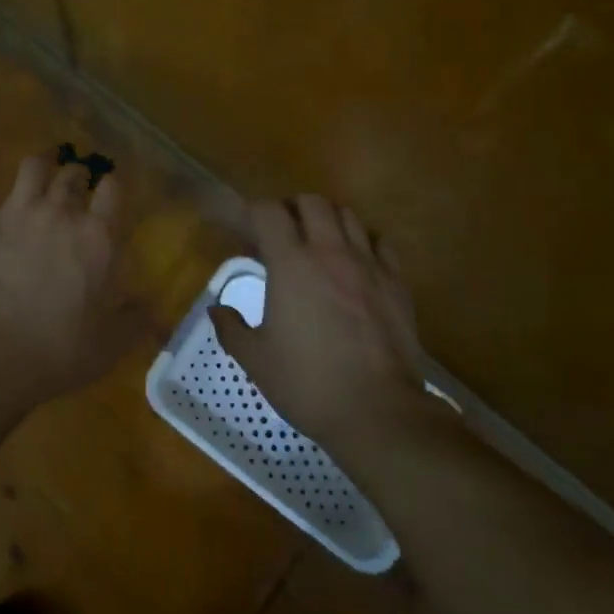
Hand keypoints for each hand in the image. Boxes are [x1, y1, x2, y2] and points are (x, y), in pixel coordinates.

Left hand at [0, 149, 126, 404]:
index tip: (111, 191)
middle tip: (76, 185)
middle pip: (73, 175)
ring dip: (40, 162)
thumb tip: (152, 307)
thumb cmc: (58, 352)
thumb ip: (135, 319)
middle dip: (77, 176)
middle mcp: (60, 213)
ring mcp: (16, 211)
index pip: (114, 191)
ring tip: (42, 163)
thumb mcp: (111, 343)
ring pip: (32, 167)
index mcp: (98, 238)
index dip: (113, 186)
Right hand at [209, 195, 428, 459]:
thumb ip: (231, 329)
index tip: (246, 229)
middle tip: (282, 233)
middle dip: (292, 208)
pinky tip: (357, 263)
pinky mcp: (397, 282)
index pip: (268, 212)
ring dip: (328, 219)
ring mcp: (368, 264)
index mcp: (291, 264)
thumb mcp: (256, 360)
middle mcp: (330, 252)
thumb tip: (216, 309)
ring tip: (319, 242)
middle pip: (312, 202)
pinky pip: (381, 242)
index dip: (253, 212)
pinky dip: (365, 242)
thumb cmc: (308, 383)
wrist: (379, 412)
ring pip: (348, 215)